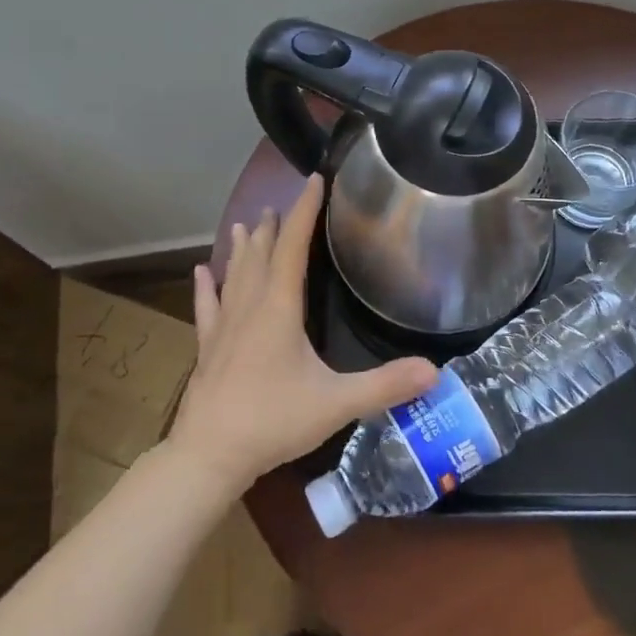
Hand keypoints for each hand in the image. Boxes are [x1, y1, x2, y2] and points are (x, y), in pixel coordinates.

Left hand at [168, 173, 437, 495]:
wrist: (209, 455)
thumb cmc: (273, 421)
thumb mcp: (336, 403)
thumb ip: (385, 385)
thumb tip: (435, 371)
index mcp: (280, 307)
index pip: (294, 246)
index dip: (305, 211)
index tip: (313, 179)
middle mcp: (250, 306)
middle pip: (262, 254)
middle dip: (274, 227)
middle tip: (281, 205)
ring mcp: (224, 326)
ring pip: (234, 274)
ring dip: (241, 248)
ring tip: (245, 224)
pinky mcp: (207, 347)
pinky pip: (206, 307)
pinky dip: (205, 287)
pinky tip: (200, 272)